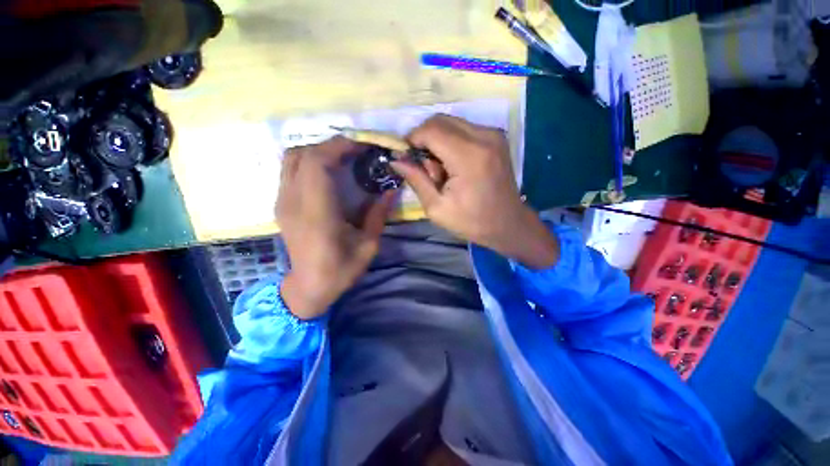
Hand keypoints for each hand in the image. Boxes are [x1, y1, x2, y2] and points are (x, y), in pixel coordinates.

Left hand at [277, 137, 394, 319]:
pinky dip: (309, 162)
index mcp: (317, 213)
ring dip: (318, 151)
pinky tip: (328, 172)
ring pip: (292, 158)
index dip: (338, 147)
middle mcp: (294, 202)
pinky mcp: (281, 205)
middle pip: (302, 154)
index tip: (361, 146)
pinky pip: (291, 170)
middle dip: (330, 145)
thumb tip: (391, 190)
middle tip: (356, 151)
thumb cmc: (341, 270)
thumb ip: (378, 214)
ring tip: (342, 159)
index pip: (317, 163)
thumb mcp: (368, 245)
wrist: (308, 287)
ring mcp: (283, 202)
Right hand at [391, 115, 558, 269]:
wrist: (508, 224)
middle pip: (440, 120)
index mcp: (468, 157)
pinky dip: (451, 141)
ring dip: (438, 141)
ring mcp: (493, 134)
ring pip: (451, 122)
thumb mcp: (437, 208)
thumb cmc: (472, 221)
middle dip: (424, 139)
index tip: (406, 157)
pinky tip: (454, 164)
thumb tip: (396, 159)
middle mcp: (483, 137)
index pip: (431, 130)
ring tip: (441, 169)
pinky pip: (463, 128)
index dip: (412, 139)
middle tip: (425, 167)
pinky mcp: (496, 137)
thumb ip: (416, 179)